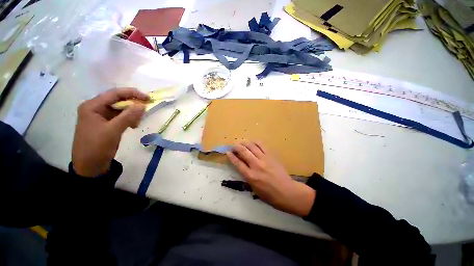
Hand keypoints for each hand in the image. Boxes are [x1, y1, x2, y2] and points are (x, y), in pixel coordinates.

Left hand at [72, 88, 148, 176]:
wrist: (90, 166)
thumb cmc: (96, 147)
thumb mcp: (113, 130)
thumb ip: (128, 116)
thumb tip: (143, 105)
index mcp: (93, 106)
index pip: (115, 93)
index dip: (133, 94)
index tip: (148, 98)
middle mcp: (96, 108)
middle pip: (118, 101)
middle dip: (133, 106)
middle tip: (143, 114)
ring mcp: (101, 116)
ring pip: (121, 109)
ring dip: (132, 114)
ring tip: (136, 124)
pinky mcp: (107, 124)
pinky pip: (121, 117)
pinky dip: (129, 120)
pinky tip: (133, 126)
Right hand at [226, 142, 315, 216]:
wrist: (287, 192)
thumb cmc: (270, 195)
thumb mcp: (254, 190)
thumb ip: (247, 178)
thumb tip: (242, 168)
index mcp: (251, 176)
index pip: (238, 163)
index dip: (231, 156)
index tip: (228, 152)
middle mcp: (256, 165)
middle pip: (243, 152)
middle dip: (236, 147)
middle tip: (233, 146)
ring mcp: (264, 159)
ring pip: (252, 146)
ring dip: (245, 143)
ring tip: (241, 142)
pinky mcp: (271, 156)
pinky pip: (262, 145)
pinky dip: (255, 142)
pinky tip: (252, 142)